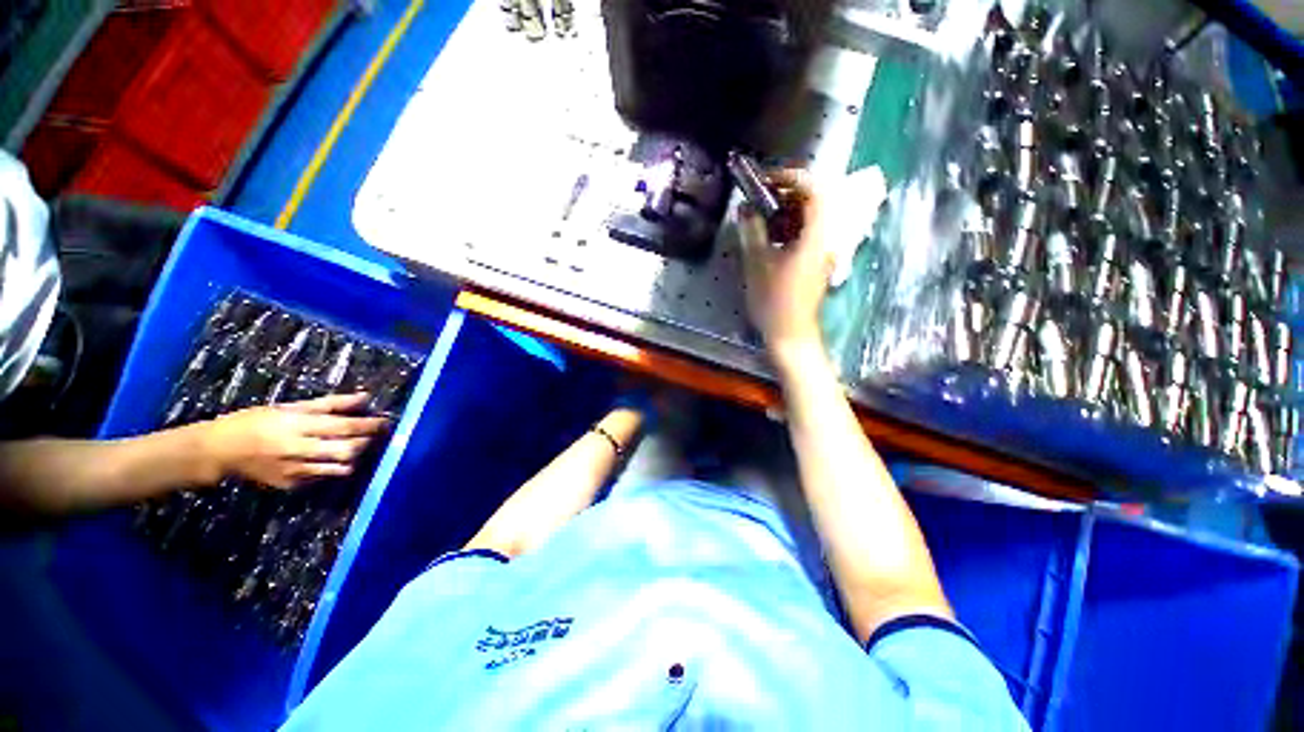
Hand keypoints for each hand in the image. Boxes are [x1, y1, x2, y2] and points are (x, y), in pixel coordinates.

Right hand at [201, 393, 389, 488]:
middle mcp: (298, 450)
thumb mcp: (291, 407)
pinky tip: (335, 458)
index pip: (345, 427)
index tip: (387, 421)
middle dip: (367, 442)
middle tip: (376, 434)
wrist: (219, 451)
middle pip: (347, 450)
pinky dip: (335, 467)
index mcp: (297, 426)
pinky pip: (324, 477)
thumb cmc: (256, 421)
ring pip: (340, 467)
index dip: (370, 425)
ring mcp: (295, 470)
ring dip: (356, 456)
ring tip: (359, 445)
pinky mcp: (291, 485)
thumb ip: (330, 404)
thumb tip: (364, 398)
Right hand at [738, 169, 832, 365]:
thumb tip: (744, 207)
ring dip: (785, 211)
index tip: (767, 179)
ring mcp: (821, 252)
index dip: (792, 177)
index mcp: (815, 237)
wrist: (790, 335)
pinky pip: (805, 235)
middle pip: (814, 202)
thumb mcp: (757, 264)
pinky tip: (768, 236)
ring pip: (808, 219)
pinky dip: (788, 228)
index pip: (815, 191)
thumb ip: (752, 231)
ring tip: (760, 216)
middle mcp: (824, 240)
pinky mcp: (814, 263)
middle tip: (760, 196)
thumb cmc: (774, 301)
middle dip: (786, 194)